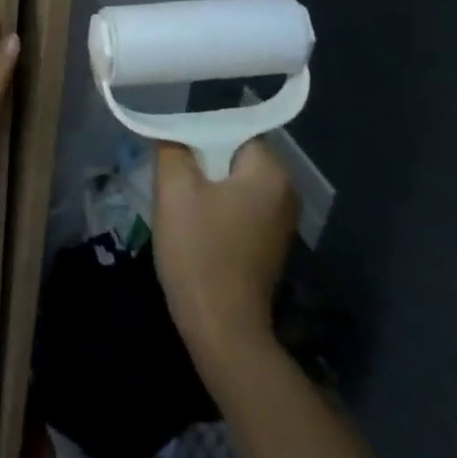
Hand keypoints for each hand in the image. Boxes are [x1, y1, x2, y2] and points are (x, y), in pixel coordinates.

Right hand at [152, 139, 296, 364]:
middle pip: (235, 156)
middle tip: (170, 175)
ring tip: (178, 200)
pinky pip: (240, 207)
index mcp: (271, 172)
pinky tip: (194, 224)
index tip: (172, 150)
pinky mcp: (270, 243)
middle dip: (201, 161)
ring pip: (235, 183)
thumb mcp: (175, 190)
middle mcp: (286, 191)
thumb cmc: (199, 251)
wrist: (222, 327)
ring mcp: (281, 221)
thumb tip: (174, 135)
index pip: (232, 130)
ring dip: (207, 186)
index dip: (198, 135)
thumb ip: (173, 149)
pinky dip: (218, 208)